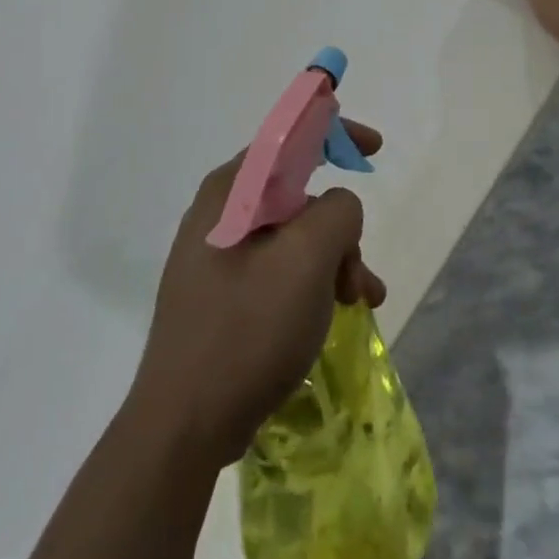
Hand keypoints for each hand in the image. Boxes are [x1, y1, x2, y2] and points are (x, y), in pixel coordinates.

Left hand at [128, 123, 387, 467]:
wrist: (184, 425)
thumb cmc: (247, 330)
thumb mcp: (306, 260)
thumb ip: (337, 212)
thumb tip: (338, 210)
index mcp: (230, 192)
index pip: (287, 138)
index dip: (334, 132)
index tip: (374, 149)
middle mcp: (221, 215)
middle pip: (298, 195)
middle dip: (341, 228)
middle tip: (359, 275)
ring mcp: (220, 257)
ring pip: (295, 237)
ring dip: (335, 262)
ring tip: (359, 303)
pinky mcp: (225, 295)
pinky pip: (282, 271)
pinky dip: (315, 284)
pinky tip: (337, 316)